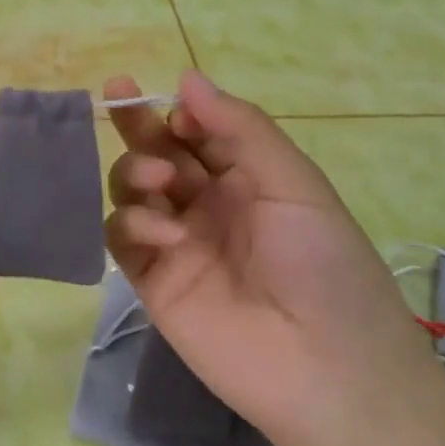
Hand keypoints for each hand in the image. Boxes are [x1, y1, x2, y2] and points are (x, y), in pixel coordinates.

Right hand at [103, 70, 443, 445]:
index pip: (196, 131)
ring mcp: (176, 241)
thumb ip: (239, 127)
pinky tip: (166, 235)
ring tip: (161, 182)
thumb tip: (186, 77)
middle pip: (156, 152)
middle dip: (138, 124)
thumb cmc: (323, 264)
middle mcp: (206, 203)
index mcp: (246, 178)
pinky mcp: (152, 280)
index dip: (178, 112)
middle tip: (117, 93)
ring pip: (131, 190)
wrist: (327, 368)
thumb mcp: (293, 182)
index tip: (173, 107)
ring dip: (135, 172)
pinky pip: (122, 237)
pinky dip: (133, 224)